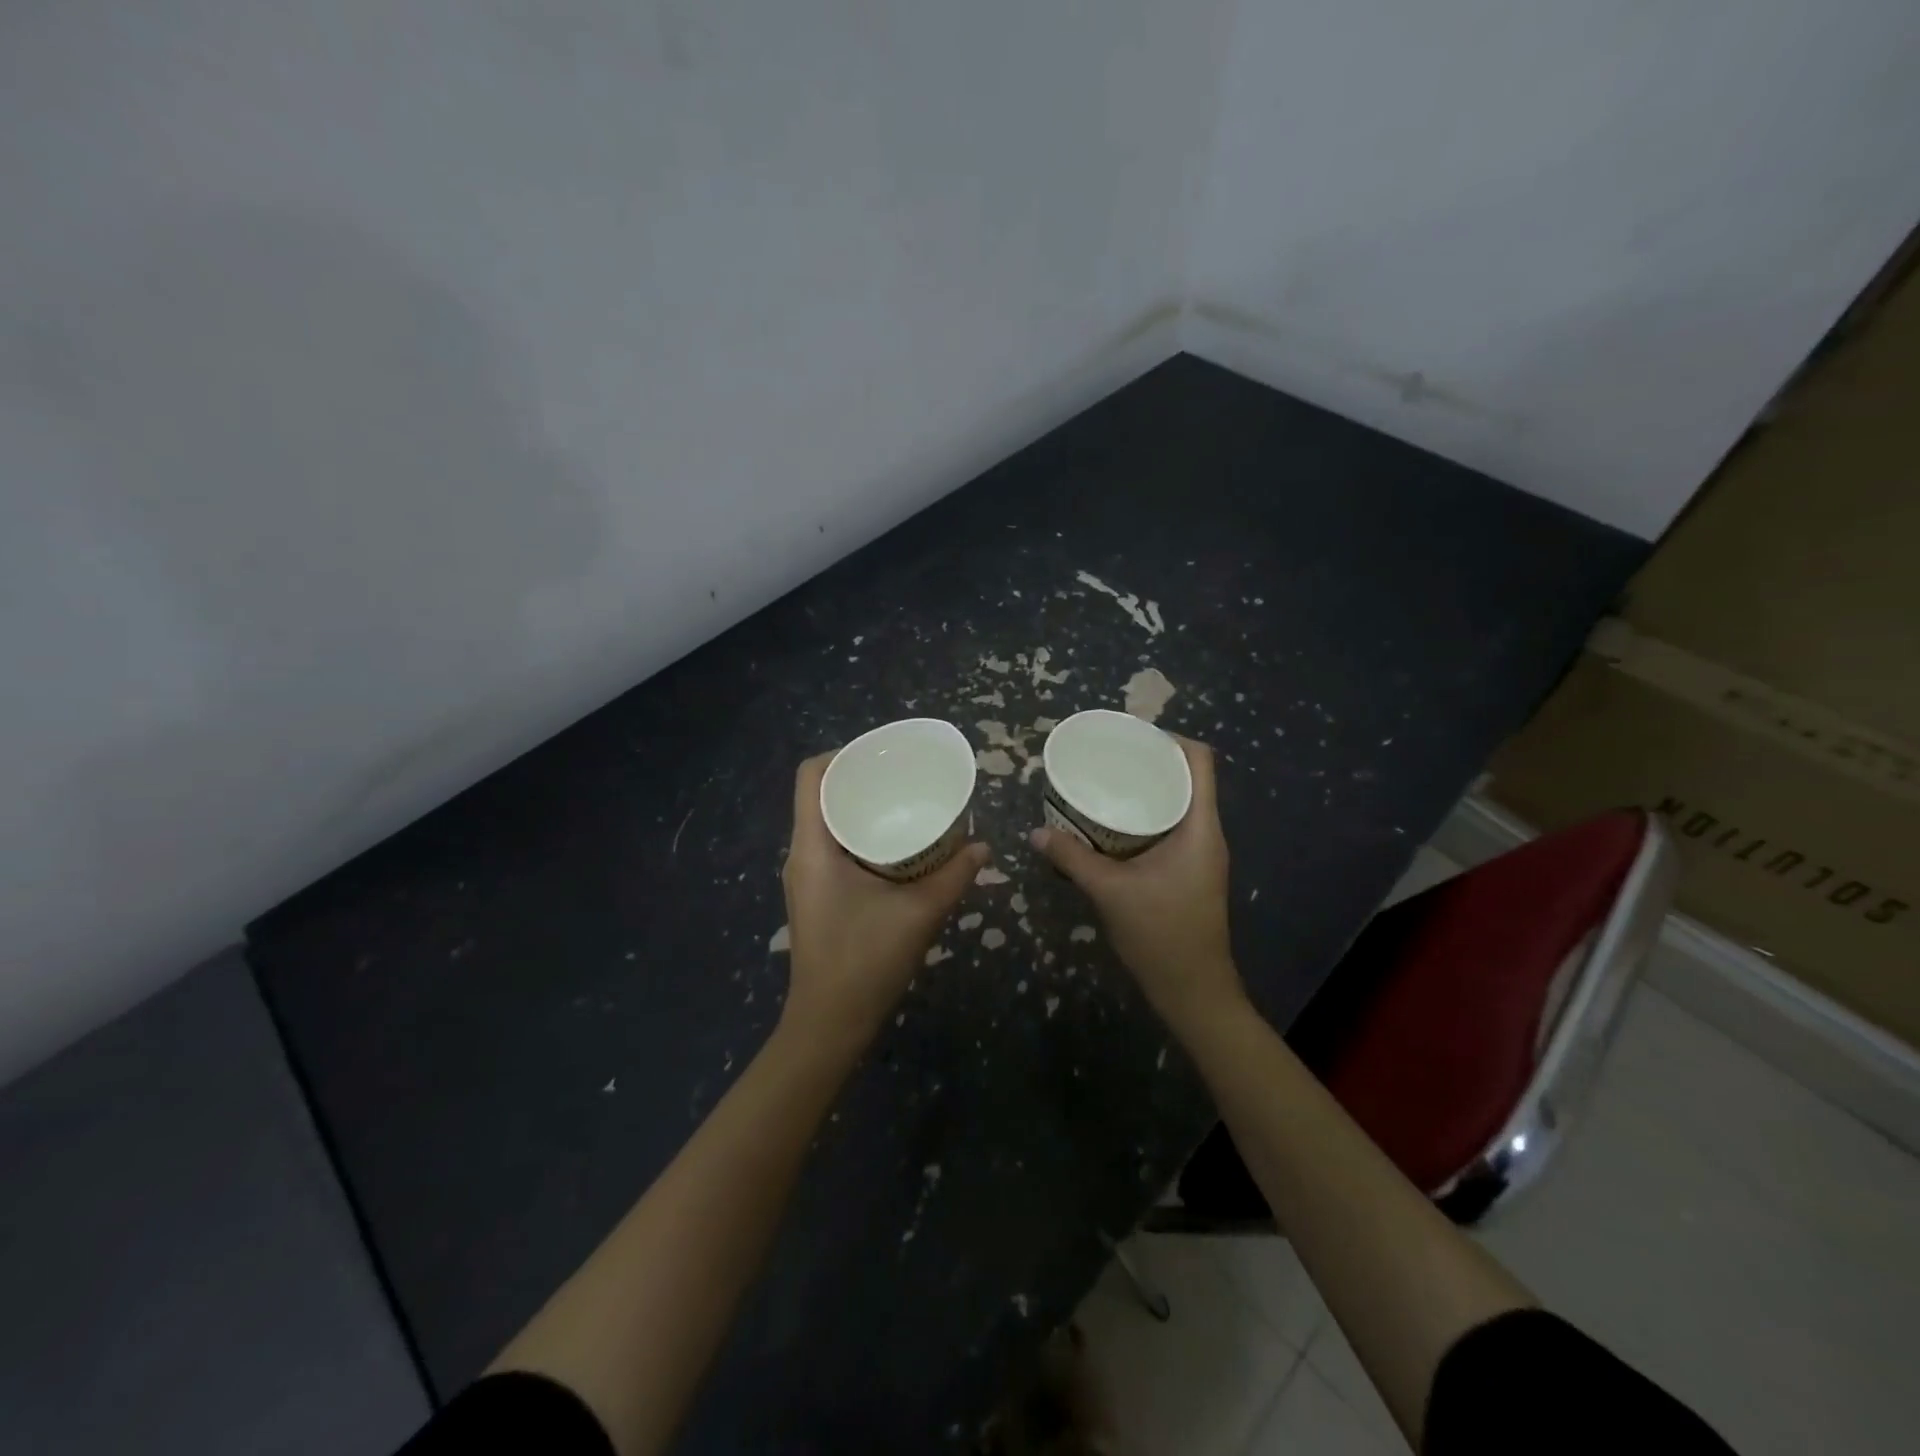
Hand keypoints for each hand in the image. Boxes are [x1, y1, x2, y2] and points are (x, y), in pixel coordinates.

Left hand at [778, 753, 986, 1051]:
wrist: (830, 1023)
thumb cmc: (866, 961)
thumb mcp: (919, 914)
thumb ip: (954, 876)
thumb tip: (984, 846)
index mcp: (813, 847)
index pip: (811, 776)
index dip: (842, 754)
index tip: (882, 754)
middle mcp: (801, 854)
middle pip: (820, 795)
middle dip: (859, 779)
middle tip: (903, 776)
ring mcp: (805, 877)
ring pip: (826, 822)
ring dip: (860, 808)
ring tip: (903, 803)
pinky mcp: (815, 895)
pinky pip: (832, 847)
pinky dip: (859, 835)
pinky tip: (895, 846)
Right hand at [1029, 737, 1244, 1031]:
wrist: (1193, 991)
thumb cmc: (1161, 935)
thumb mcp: (1110, 892)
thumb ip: (1072, 859)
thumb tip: (1035, 833)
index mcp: (1199, 828)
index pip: (1200, 761)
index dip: (1170, 738)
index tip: (1130, 736)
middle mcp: (1206, 834)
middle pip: (1187, 778)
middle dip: (1149, 762)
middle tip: (1108, 758)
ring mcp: (1200, 855)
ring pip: (1178, 804)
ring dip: (1146, 791)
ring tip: (1106, 784)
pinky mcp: (1189, 871)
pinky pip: (1170, 828)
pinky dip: (1145, 817)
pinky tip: (1111, 826)